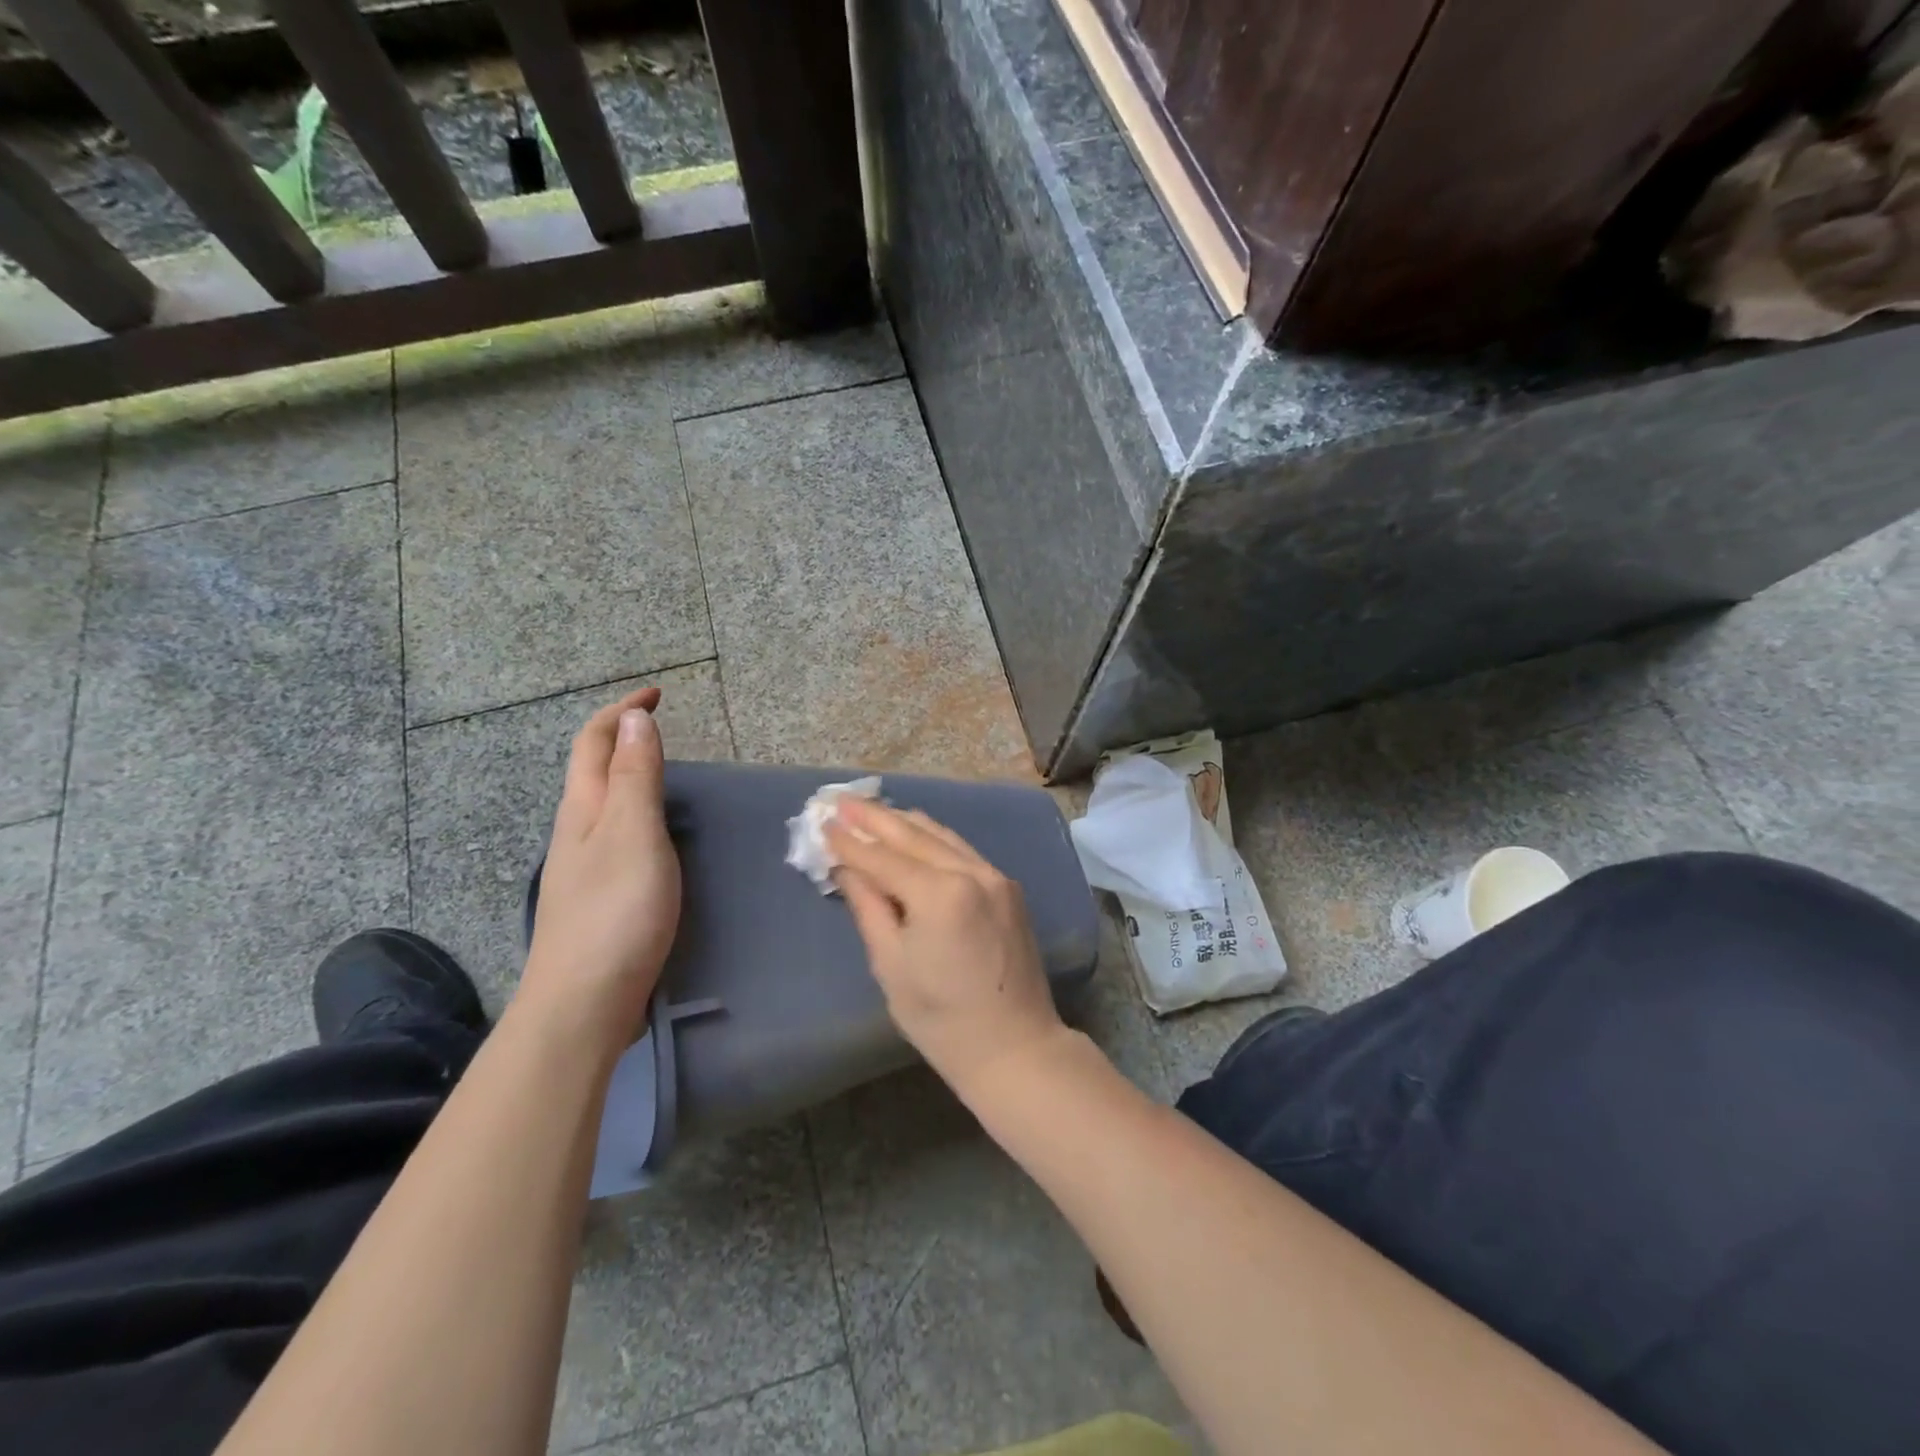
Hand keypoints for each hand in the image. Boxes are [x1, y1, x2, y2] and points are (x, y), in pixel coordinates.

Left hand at [520, 686, 680, 1051]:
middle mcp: (577, 830)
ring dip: (628, 772)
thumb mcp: (633, 834)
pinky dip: (637, 810)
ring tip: (666, 769)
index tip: (658, 694)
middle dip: (622, 736)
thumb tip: (635, 720)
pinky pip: (615, 832)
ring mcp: (583, 865)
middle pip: (592, 768)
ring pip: (602, 801)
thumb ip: (637, 777)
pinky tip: (657, 832)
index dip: (622, 712)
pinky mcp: (599, 895)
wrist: (583, 1004)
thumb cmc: (615, 912)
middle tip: (662, 725)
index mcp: (584, 809)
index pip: (595, 742)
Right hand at [826, 800, 1068, 1101]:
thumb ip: (869, 907)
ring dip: (904, 823)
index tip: (824, 822)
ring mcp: (995, 876)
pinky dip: (933, 839)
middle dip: (875, 818)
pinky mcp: (1008, 887)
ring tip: (872, 810)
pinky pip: (963, 850)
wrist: (1015, 1046)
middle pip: (914, 835)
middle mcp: (972, 872)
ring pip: (942, 836)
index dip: (850, 842)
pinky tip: (915, 834)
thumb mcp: (891, 965)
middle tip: (841, 801)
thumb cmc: (942, 1019)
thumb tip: (846, 869)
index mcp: (940, 894)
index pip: (883, 858)